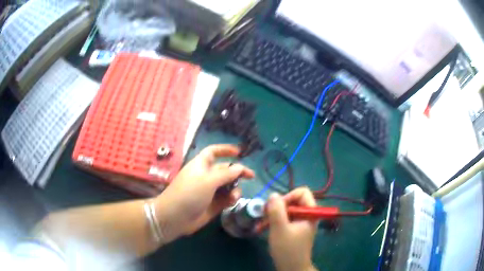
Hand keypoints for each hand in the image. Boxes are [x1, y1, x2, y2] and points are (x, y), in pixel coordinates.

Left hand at [154, 144, 254, 241]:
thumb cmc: (189, 193)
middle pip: (225, 170)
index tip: (240, 152)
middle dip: (237, 172)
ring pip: (228, 186)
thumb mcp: (208, 181)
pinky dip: (231, 199)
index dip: (225, 150)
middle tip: (251, 176)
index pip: (214, 152)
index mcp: (201, 165)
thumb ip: (226, 174)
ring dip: (235, 188)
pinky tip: (231, 202)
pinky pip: (226, 198)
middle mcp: (206, 176)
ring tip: (234, 196)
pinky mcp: (213, 205)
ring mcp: (209, 191)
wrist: (175, 218)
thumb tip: (240, 167)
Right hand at [267, 188, 318, 270]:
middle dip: (277, 207)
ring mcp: (300, 223)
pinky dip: (274, 222)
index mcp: (310, 212)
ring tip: (261, 224)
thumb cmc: (288, 249)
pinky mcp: (294, 230)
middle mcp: (307, 215)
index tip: (276, 207)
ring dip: (273, 215)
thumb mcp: (280, 229)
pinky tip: (263, 228)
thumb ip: (276, 210)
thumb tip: (273, 194)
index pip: (302, 192)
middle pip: (293, 201)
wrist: (292, 268)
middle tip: (264, 215)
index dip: (288, 196)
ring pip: (286, 210)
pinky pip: (284, 219)